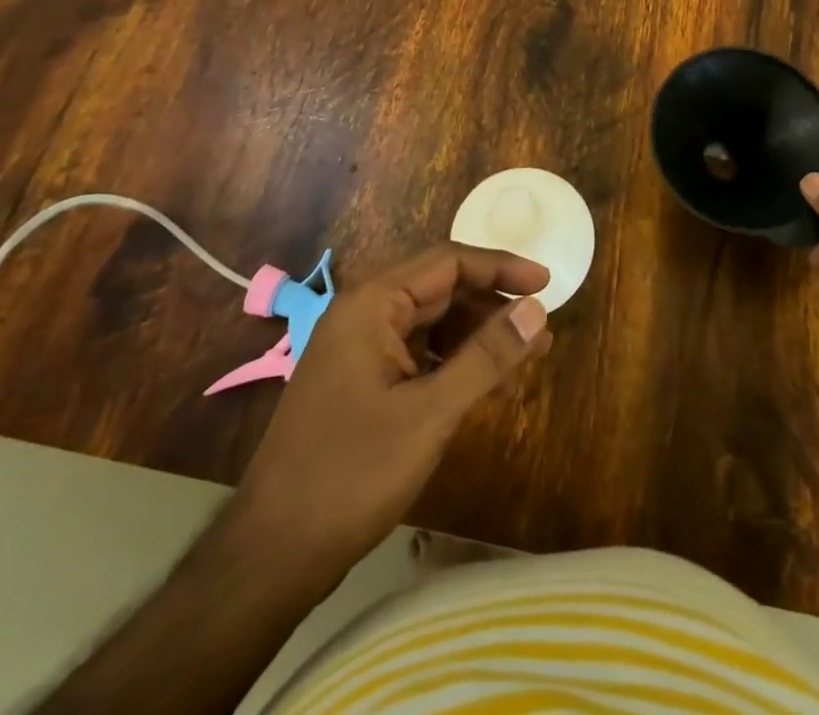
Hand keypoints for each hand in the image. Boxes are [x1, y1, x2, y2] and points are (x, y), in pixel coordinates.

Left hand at [229, 246, 551, 587]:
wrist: (271, 556)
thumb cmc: (351, 475)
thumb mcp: (430, 413)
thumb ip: (486, 357)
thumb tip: (537, 309)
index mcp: (372, 305)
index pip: (448, 262)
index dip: (500, 267)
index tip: (547, 283)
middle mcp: (363, 315)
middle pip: (440, 289)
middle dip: (492, 305)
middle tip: (539, 326)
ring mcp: (358, 350)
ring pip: (431, 323)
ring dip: (477, 336)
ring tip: (523, 357)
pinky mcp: (360, 383)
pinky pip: (417, 354)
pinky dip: (453, 362)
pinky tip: (484, 384)